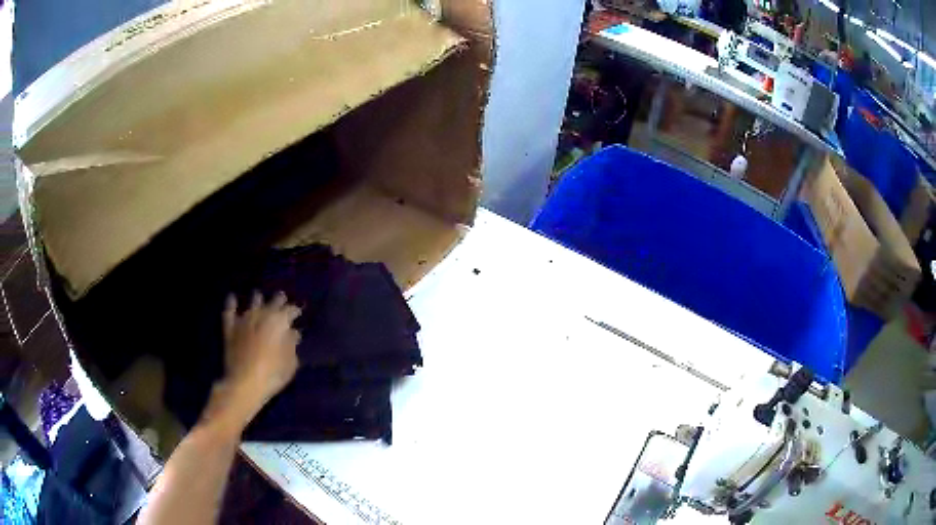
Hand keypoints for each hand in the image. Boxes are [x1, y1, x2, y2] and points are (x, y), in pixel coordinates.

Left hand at [206, 291, 300, 432]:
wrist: (245, 383)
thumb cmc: (273, 374)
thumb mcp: (290, 363)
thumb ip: (292, 344)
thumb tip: (292, 332)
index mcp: (280, 322)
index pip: (290, 310)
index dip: (295, 311)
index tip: (298, 313)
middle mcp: (262, 315)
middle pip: (273, 302)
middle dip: (279, 300)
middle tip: (282, 298)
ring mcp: (244, 320)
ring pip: (252, 302)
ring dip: (257, 299)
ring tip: (259, 296)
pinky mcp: (230, 328)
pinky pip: (229, 312)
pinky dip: (231, 304)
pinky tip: (232, 298)